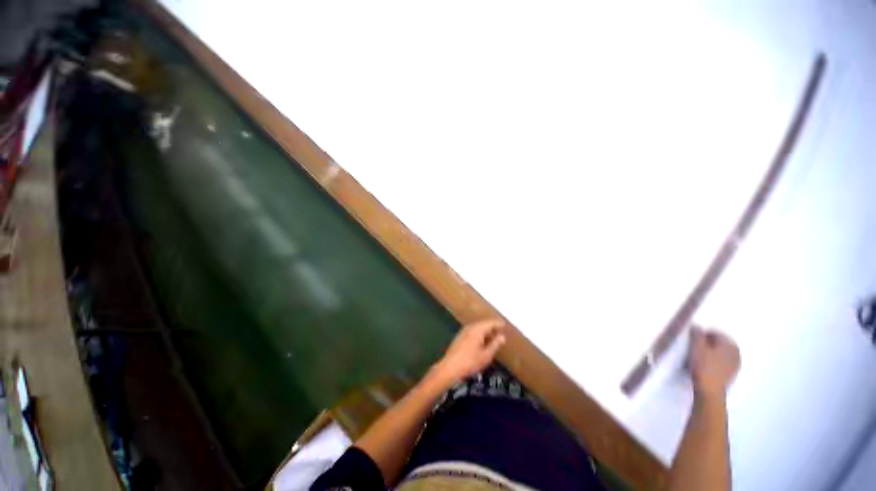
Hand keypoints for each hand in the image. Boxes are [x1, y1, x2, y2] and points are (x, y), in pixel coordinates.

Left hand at [433, 319, 506, 385]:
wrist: (450, 368)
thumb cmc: (470, 362)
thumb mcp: (486, 355)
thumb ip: (495, 345)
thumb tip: (502, 336)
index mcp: (477, 330)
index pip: (490, 323)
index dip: (498, 324)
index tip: (504, 325)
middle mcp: (470, 327)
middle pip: (483, 324)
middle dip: (491, 327)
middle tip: (500, 331)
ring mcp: (463, 331)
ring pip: (477, 328)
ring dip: (485, 331)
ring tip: (493, 337)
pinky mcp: (459, 337)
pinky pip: (472, 331)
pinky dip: (479, 334)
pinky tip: (482, 342)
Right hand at [689, 327, 739, 399]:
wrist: (710, 390)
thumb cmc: (702, 366)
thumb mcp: (696, 347)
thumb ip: (697, 334)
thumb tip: (696, 326)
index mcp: (729, 344)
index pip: (715, 333)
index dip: (702, 334)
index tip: (692, 339)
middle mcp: (736, 352)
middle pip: (719, 343)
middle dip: (707, 343)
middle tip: (695, 348)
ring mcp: (736, 364)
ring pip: (721, 353)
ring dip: (711, 352)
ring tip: (699, 357)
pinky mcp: (732, 374)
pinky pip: (723, 362)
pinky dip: (715, 361)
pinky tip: (706, 366)